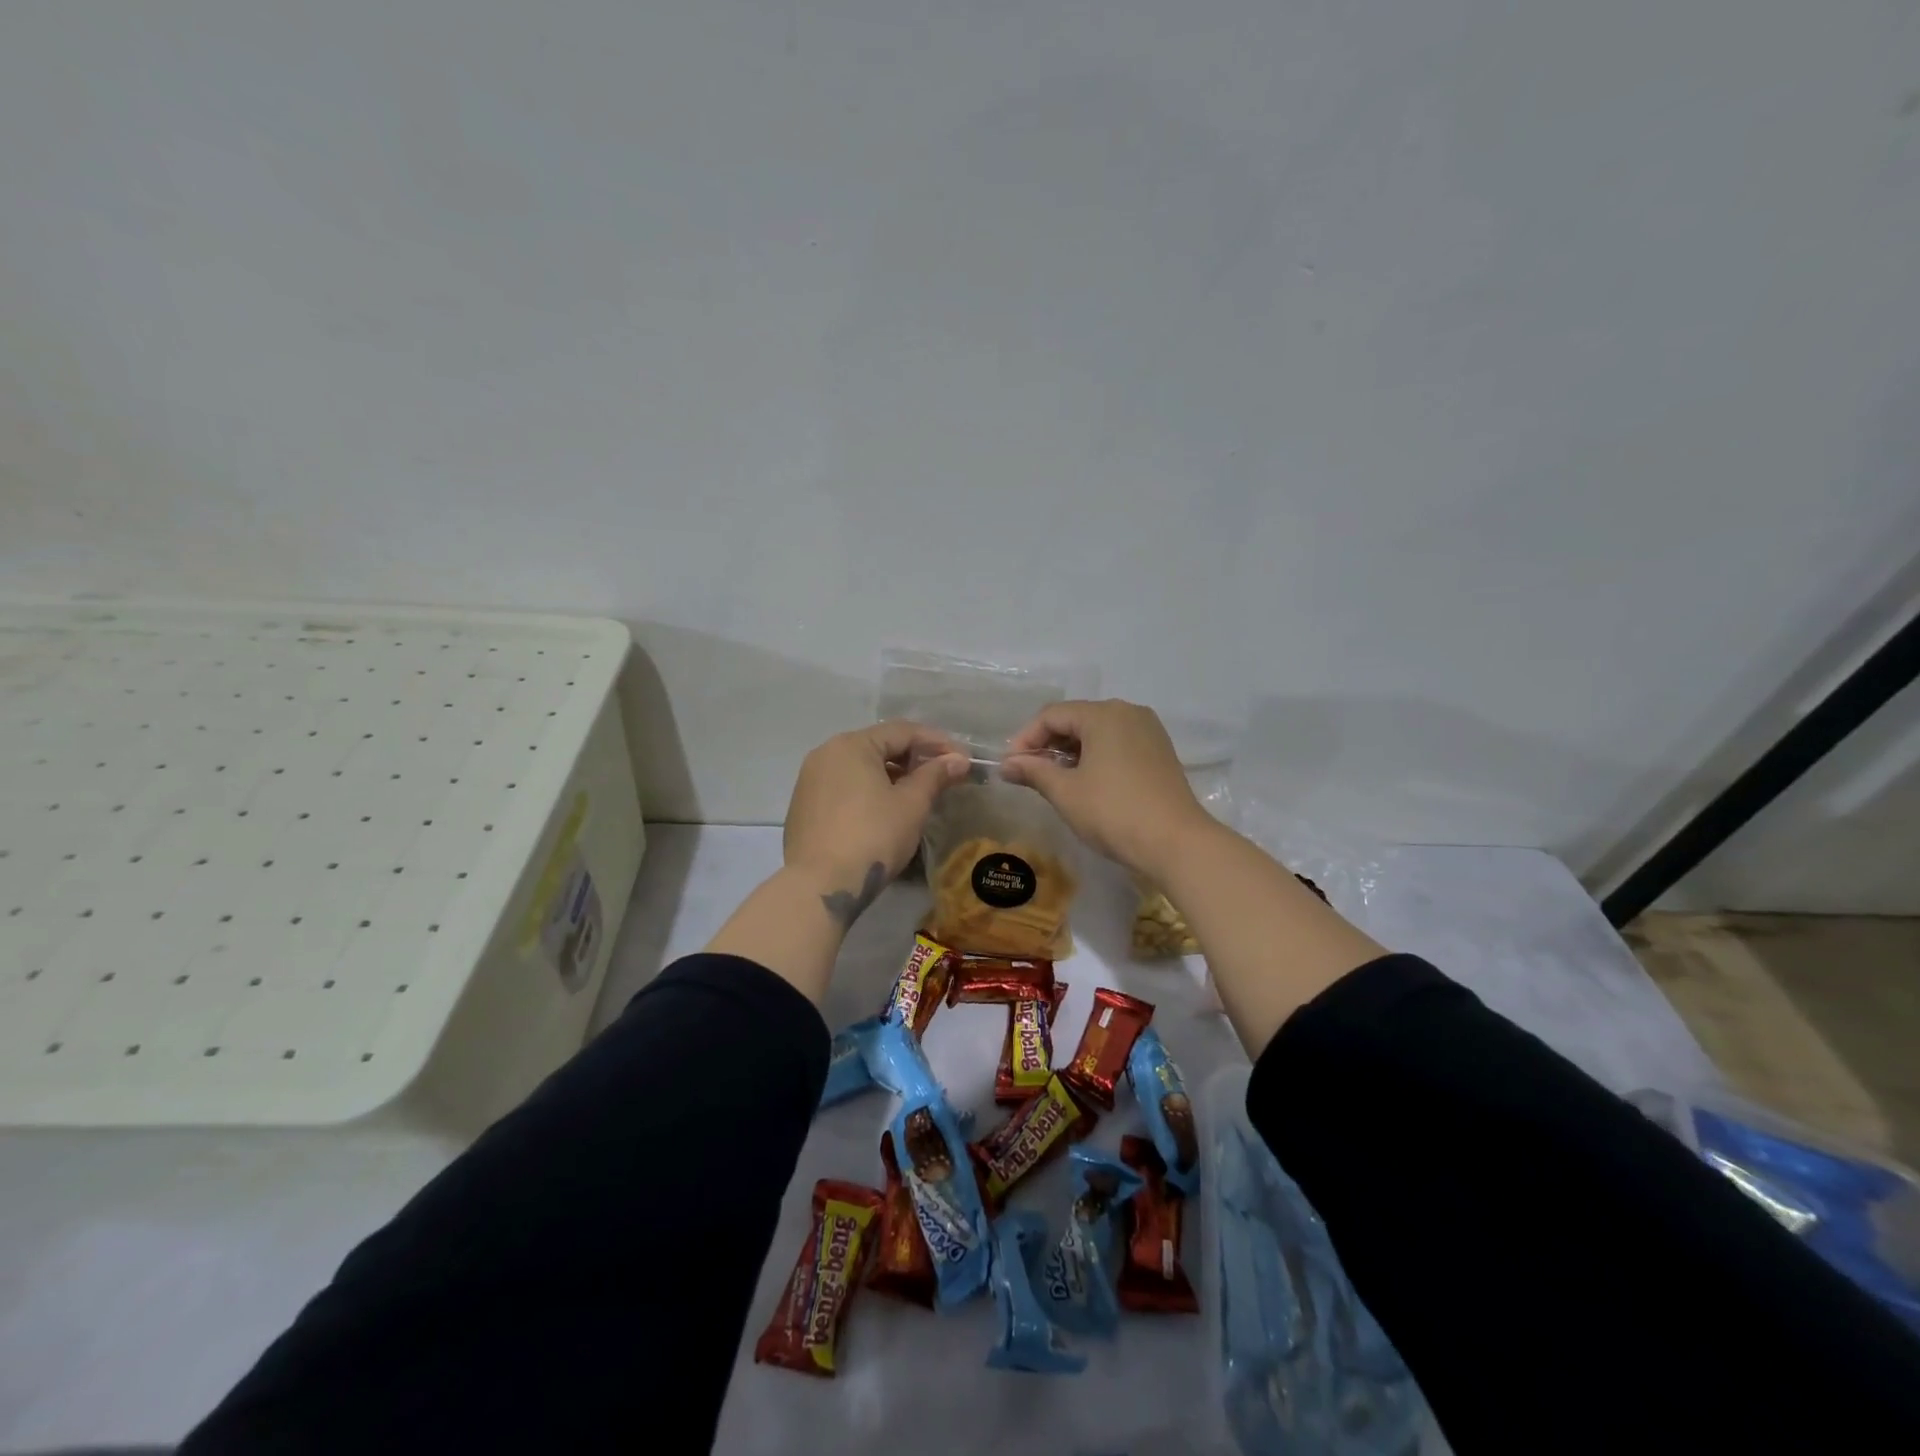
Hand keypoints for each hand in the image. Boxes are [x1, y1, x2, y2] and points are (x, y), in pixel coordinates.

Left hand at [784, 720, 968, 922]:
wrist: (820, 885)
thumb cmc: (872, 836)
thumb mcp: (912, 804)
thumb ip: (935, 775)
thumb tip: (958, 760)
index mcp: (851, 745)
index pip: (902, 731)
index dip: (937, 742)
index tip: (962, 759)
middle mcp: (825, 754)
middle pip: (879, 746)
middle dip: (913, 759)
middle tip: (942, 777)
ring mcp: (809, 781)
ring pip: (860, 768)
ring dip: (892, 776)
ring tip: (917, 795)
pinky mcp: (804, 808)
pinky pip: (844, 788)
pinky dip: (868, 792)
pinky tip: (885, 812)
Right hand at [1000, 700, 1212, 880]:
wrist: (1176, 843)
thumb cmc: (1113, 812)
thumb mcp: (1066, 792)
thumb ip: (1034, 771)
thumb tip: (1006, 765)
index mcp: (1103, 714)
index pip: (1052, 715)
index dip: (1026, 738)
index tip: (1011, 766)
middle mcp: (1128, 712)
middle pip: (1076, 719)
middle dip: (1048, 744)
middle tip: (1029, 774)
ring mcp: (1148, 731)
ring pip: (1098, 731)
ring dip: (1071, 751)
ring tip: (1055, 780)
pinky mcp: (1160, 751)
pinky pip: (1118, 743)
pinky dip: (1096, 756)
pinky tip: (1087, 782)